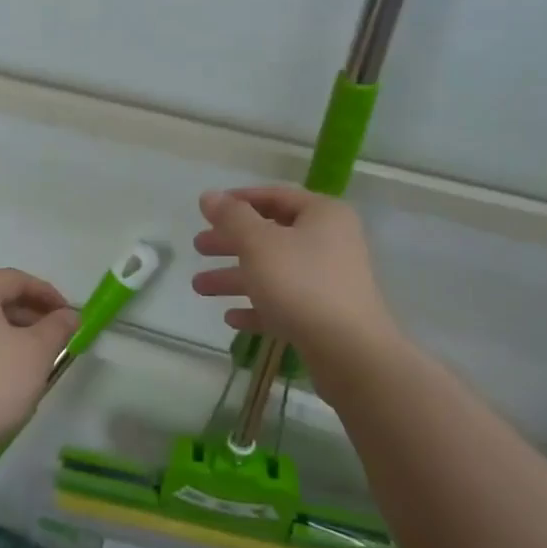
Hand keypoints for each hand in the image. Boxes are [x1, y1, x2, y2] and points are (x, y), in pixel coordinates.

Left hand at [0, 269, 78, 457]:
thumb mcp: (37, 353)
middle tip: (55, 337)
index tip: (69, 315)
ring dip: (9, 334)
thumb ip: (57, 326)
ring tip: (34, 359)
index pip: (15, 279)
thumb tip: (70, 315)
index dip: (47, 293)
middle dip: (29, 315)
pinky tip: (4, 377)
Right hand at [191, 186, 394, 352]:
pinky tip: (231, 317)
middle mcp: (330, 242)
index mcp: (322, 215)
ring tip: (199, 286)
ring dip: (236, 277)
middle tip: (198, 247)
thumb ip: (231, 217)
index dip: (239, 200)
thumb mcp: (258, 243)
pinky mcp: (324, 315)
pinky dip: (257, 306)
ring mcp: (329, 281)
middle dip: (231, 242)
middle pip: (271, 235)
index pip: (275, 196)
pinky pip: (284, 303)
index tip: (208, 210)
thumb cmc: (301, 283)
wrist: (348, 351)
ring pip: (274, 271)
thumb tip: (208, 196)